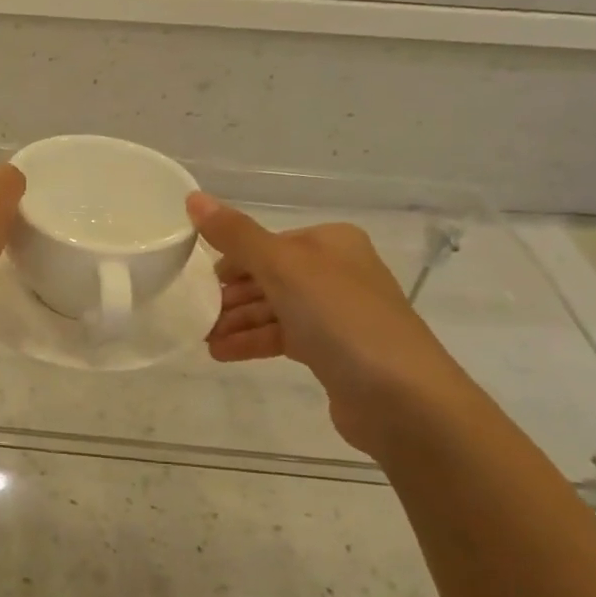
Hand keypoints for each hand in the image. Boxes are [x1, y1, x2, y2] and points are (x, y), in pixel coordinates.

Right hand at [187, 192, 478, 455]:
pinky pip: (282, 338)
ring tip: (202, 338)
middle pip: (268, 276)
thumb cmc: (341, 318)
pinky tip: (221, 353)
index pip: (267, 242)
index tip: (195, 280)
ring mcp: (337, 315)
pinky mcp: (334, 353)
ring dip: (235, 321)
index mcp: (330, 242)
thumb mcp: (283, 267)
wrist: (402, 398)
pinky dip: (252, 342)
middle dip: (229, 295)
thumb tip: (193, 198)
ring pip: (273, 310)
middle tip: (194, 313)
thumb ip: (236, 235)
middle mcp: (336, 272)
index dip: (231, 259)